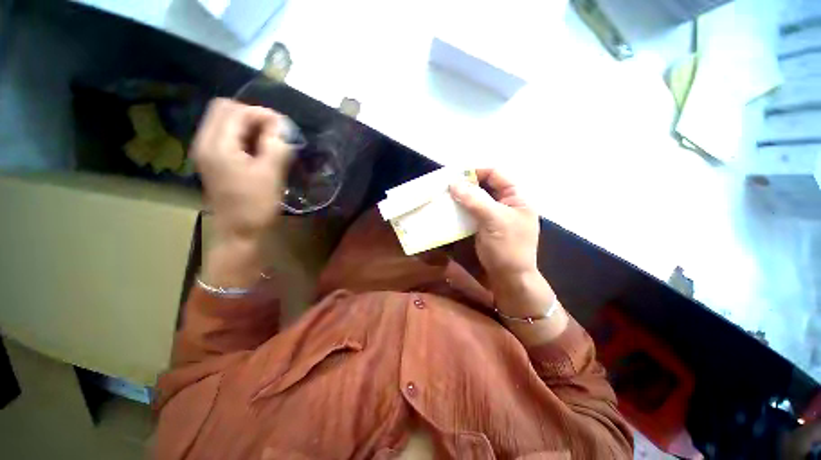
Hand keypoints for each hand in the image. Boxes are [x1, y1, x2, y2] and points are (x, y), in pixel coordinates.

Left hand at [192, 98, 291, 242]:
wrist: (239, 233)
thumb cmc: (256, 205)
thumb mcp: (271, 174)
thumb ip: (276, 145)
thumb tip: (282, 126)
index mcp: (217, 145)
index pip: (235, 111)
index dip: (261, 113)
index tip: (284, 128)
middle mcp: (205, 142)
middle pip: (224, 110)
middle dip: (253, 116)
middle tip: (275, 132)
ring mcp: (207, 152)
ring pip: (225, 122)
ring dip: (249, 125)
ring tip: (271, 141)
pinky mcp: (213, 161)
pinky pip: (226, 136)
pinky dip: (244, 136)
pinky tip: (260, 150)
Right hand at [449, 169, 557, 328]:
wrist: (510, 280)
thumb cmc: (507, 248)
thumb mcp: (493, 220)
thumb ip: (474, 199)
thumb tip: (453, 182)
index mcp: (516, 198)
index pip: (495, 175)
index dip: (476, 172)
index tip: (455, 175)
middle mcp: (505, 204)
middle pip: (483, 187)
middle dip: (465, 186)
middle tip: (445, 187)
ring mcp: (493, 217)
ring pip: (475, 201)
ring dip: (460, 199)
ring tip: (444, 198)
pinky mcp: (483, 229)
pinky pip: (470, 214)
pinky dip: (460, 212)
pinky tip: (449, 212)